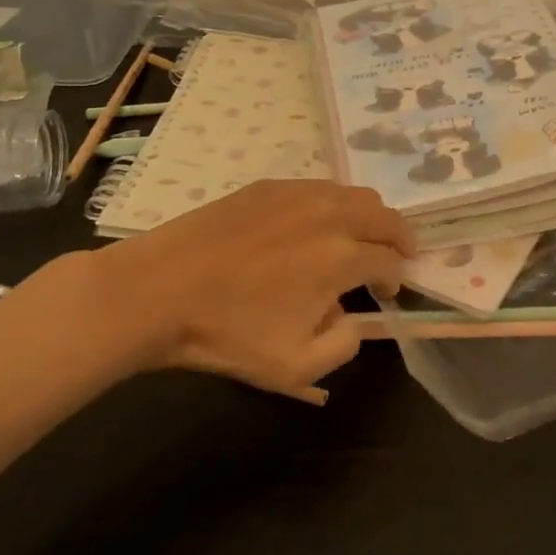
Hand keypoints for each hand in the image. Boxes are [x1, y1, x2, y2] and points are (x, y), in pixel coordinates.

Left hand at [42, 180, 414, 398]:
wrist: (156, 292)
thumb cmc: (226, 334)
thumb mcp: (294, 368)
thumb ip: (343, 346)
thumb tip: (355, 320)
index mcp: (343, 257)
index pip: (390, 261)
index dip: (396, 278)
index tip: (386, 294)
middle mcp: (332, 215)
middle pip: (386, 216)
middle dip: (399, 238)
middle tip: (396, 256)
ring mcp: (300, 194)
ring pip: (356, 195)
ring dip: (370, 217)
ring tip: (360, 238)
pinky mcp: (270, 186)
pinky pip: (320, 187)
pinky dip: (335, 205)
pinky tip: (315, 225)